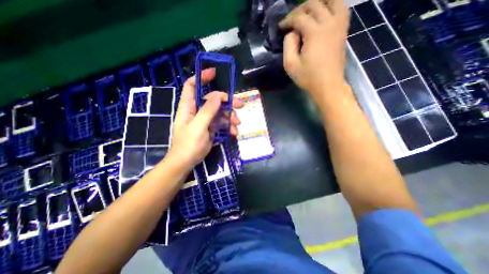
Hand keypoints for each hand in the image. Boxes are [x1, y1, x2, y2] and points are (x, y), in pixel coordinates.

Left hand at [169, 67, 243, 166]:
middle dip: (227, 101)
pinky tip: (233, 133)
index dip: (202, 77)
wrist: (186, 162)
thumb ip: (207, 110)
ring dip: (230, 117)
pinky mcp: (210, 128)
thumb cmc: (188, 145)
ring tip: (237, 125)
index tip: (214, 73)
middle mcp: (197, 110)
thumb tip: (218, 95)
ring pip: (220, 112)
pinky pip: (221, 123)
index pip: (192, 85)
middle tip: (240, 105)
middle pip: (213, 99)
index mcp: (189, 106)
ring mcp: (205, 120)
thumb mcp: (198, 127)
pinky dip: (228, 127)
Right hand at [281, 0, 349, 100]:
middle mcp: (329, 23)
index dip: (287, 20)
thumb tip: (292, 33)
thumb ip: (288, 45)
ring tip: (308, 12)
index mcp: (314, 32)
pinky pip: (341, 9)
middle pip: (314, 4)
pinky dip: (332, 6)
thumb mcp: (291, 65)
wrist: (328, 85)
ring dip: (318, 3)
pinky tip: (324, 14)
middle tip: (291, 20)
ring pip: (332, 0)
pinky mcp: (343, 31)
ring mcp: (339, 25)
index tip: (281, 27)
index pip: (299, 17)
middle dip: (299, 10)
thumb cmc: (308, 77)